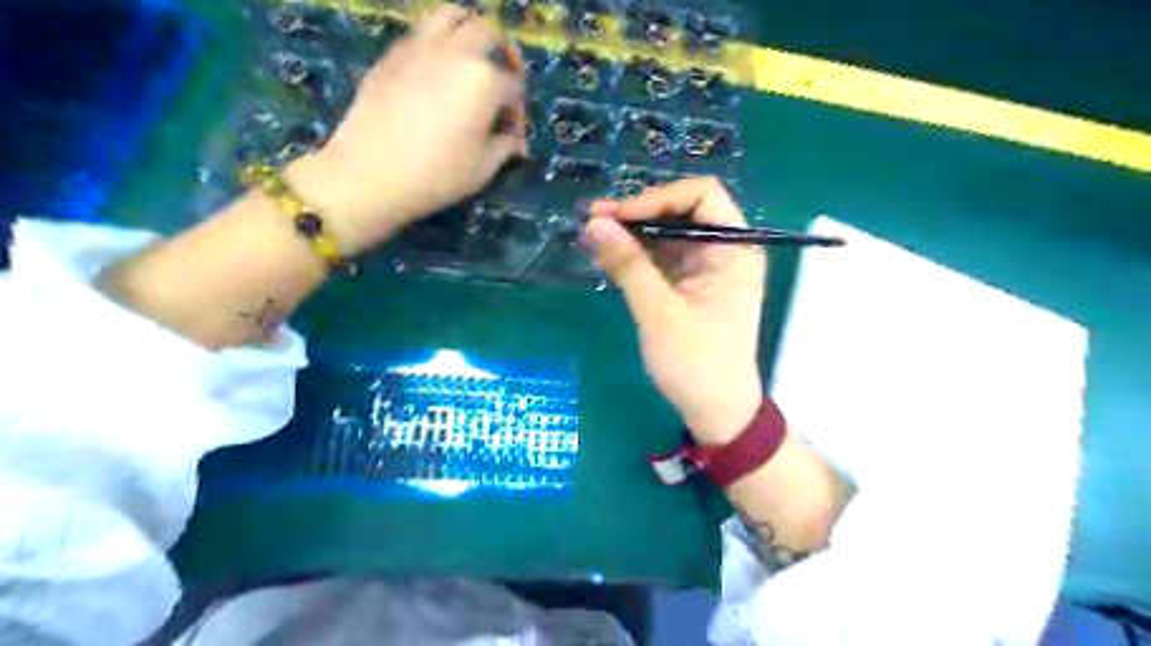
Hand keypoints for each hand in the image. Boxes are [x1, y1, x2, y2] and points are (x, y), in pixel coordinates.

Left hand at [291, 8, 526, 253]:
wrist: (370, 174)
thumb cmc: (437, 175)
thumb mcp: (483, 168)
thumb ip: (506, 147)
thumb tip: (515, 140)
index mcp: (485, 80)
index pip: (514, 86)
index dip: (518, 111)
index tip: (511, 135)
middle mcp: (456, 52)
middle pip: (489, 34)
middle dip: (505, 55)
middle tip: (505, 79)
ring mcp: (420, 47)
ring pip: (452, 16)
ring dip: (470, 31)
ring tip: (472, 57)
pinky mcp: (392, 54)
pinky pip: (422, 32)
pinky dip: (439, 42)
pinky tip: (437, 73)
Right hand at [585, 180, 762, 446]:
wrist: (716, 411)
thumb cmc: (696, 364)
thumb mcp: (659, 313)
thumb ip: (628, 265)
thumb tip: (594, 223)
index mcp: (734, 249)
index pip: (702, 195)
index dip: (657, 199)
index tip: (617, 216)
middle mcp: (725, 250)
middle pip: (682, 211)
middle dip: (638, 214)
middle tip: (594, 221)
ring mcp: (708, 268)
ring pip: (668, 234)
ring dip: (633, 234)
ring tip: (593, 238)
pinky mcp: (692, 285)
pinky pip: (663, 258)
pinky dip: (637, 256)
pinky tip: (608, 258)